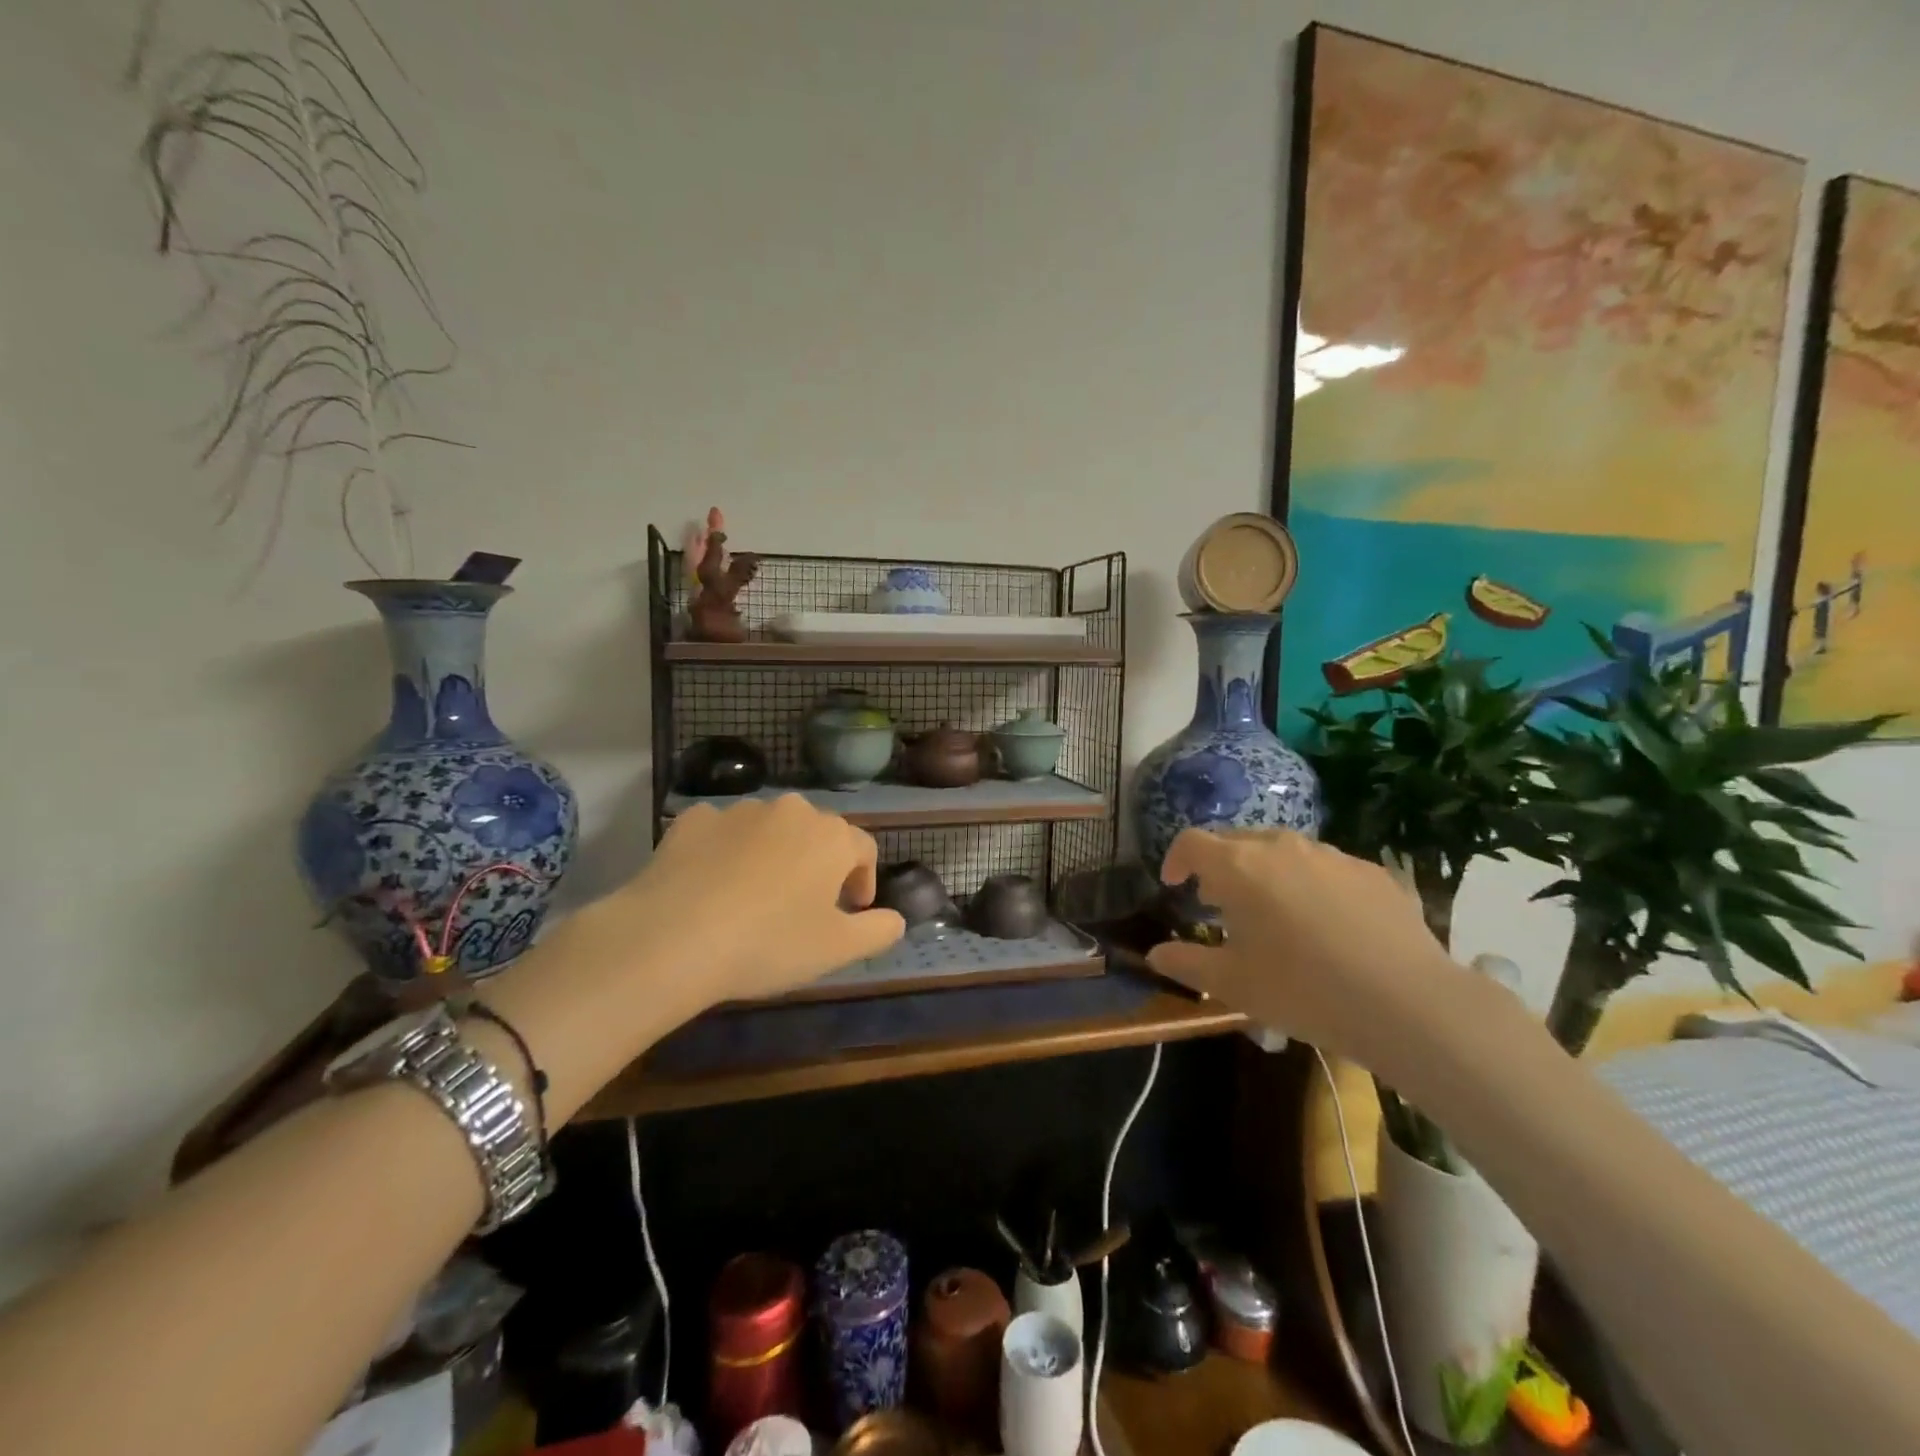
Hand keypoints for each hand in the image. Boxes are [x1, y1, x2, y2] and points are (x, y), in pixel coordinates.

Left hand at [617, 794, 904, 1005]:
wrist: (671, 937)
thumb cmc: (768, 943)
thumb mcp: (837, 950)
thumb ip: (879, 930)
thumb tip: (896, 919)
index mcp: (831, 836)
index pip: (864, 849)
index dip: (864, 880)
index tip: (853, 910)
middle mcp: (791, 811)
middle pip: (817, 834)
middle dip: (819, 865)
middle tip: (806, 906)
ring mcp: (739, 810)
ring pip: (770, 830)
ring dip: (774, 855)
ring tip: (755, 897)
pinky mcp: (694, 819)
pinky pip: (723, 832)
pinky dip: (727, 851)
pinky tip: (713, 885)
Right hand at [1146, 828, 1468, 1064]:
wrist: (1407, 1003)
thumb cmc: (1302, 989)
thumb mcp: (1232, 984)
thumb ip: (1185, 963)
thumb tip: (1155, 954)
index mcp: (1239, 867)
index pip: (1192, 842)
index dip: (1175, 859)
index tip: (1173, 884)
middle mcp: (1281, 847)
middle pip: (1236, 840)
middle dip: (1219, 865)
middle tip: (1218, 902)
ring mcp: (1331, 855)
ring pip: (1282, 850)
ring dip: (1264, 871)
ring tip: (1271, 912)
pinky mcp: (1371, 871)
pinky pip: (1325, 867)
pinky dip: (1309, 883)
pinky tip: (1325, 924)